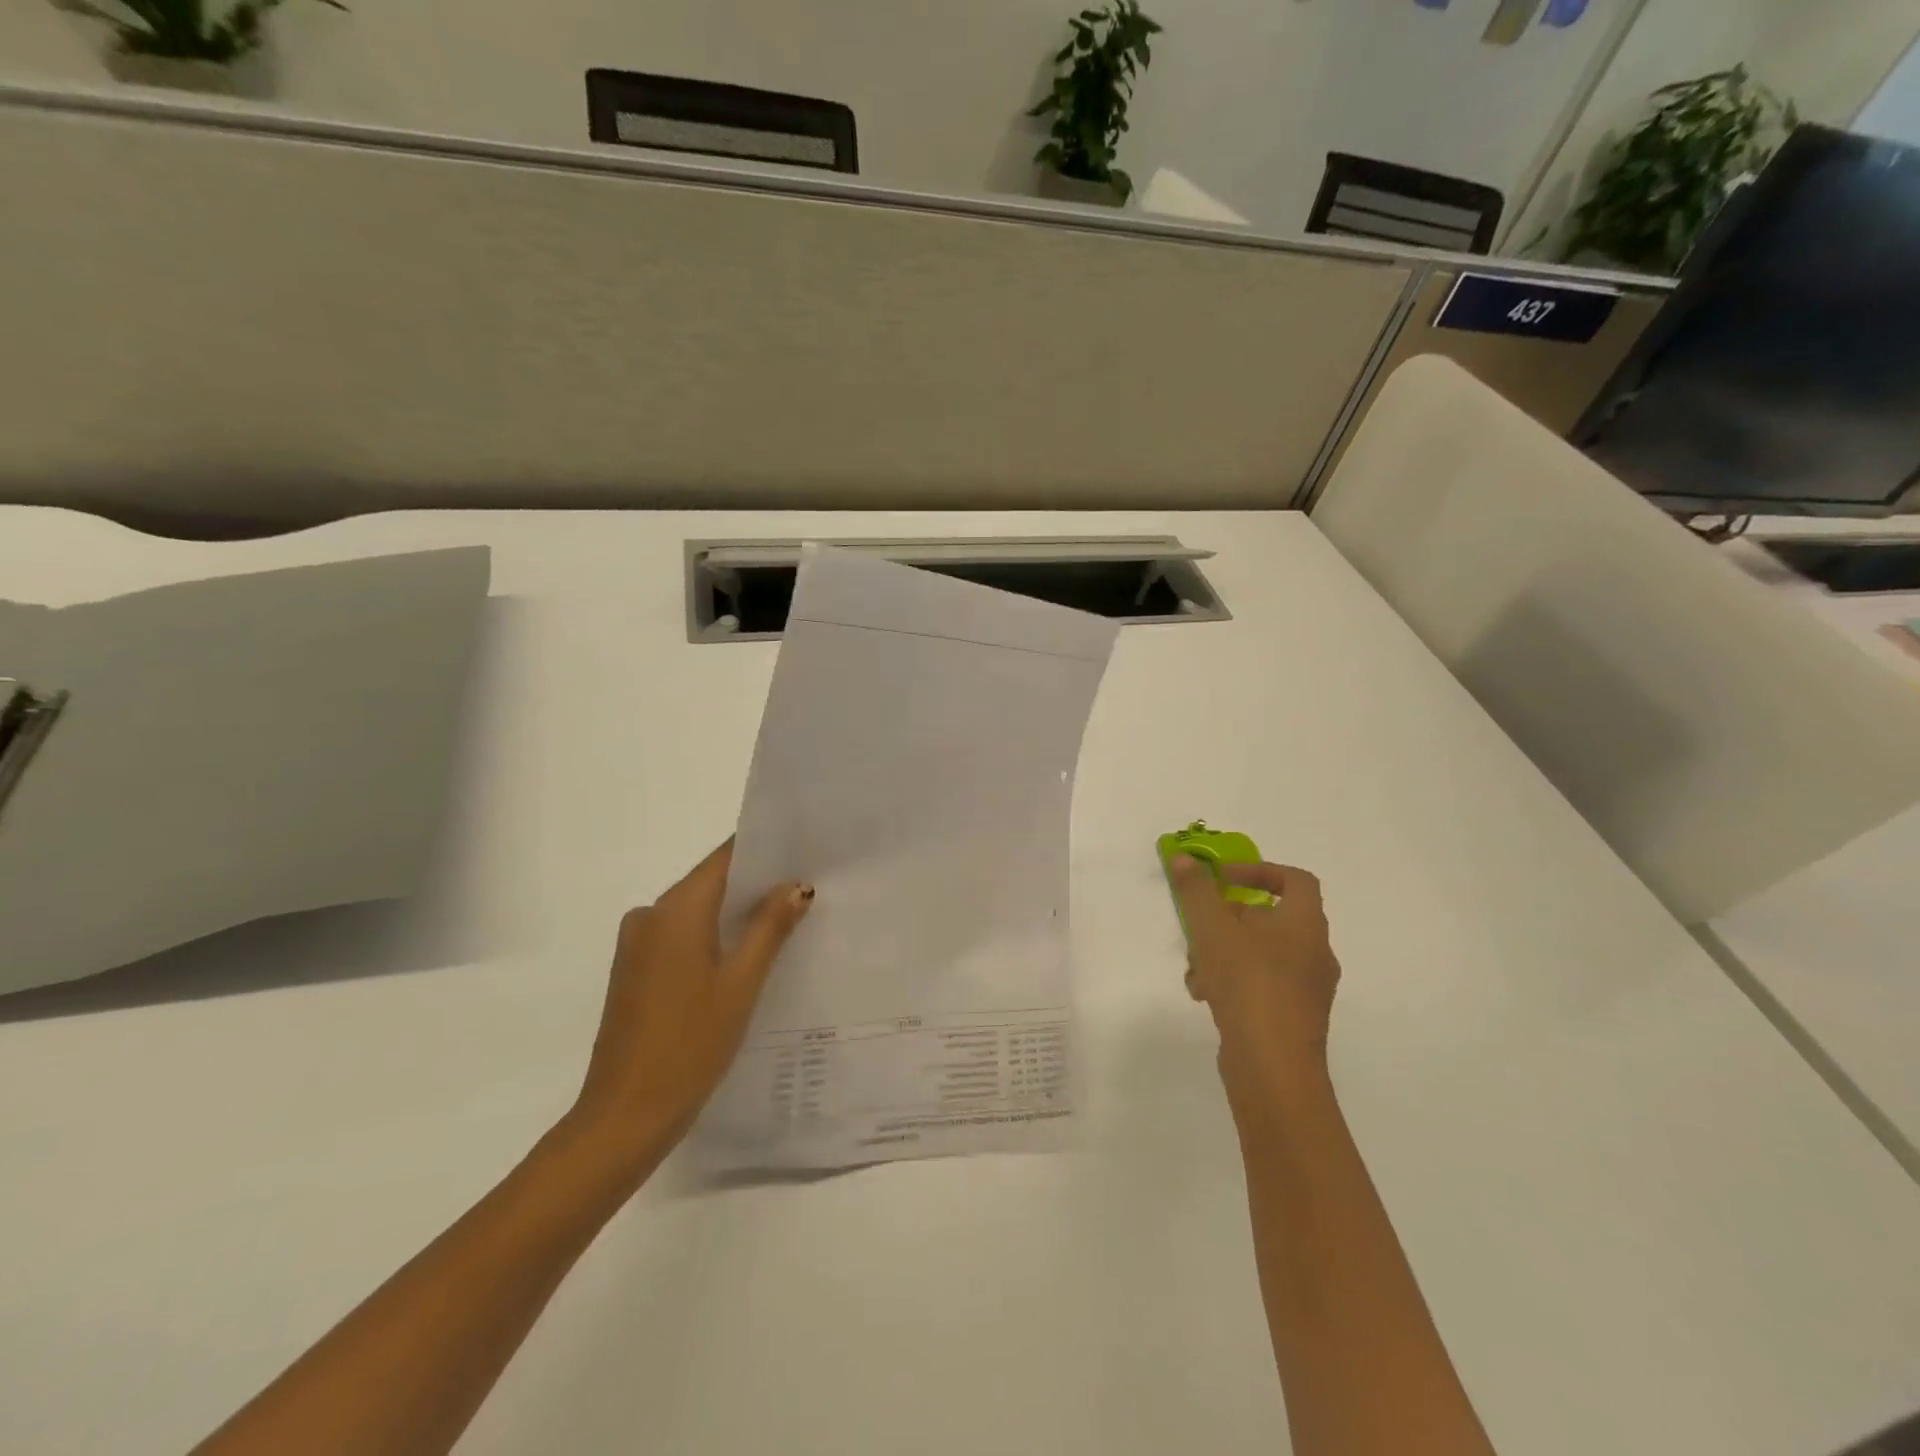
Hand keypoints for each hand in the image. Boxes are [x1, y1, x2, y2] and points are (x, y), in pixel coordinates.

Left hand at [566, 841, 812, 1175]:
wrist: (625, 1115)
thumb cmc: (690, 1043)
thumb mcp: (742, 982)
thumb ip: (769, 927)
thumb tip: (796, 885)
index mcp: (675, 909)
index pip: (724, 858)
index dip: (763, 850)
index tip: (802, 851)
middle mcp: (650, 915)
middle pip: (710, 882)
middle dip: (755, 884)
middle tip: (805, 888)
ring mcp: (637, 944)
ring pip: (696, 911)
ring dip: (734, 913)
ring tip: (786, 922)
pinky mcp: (634, 970)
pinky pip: (680, 936)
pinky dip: (712, 936)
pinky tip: (745, 956)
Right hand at [1170, 856, 1340, 1124]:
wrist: (1272, 1067)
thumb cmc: (1248, 983)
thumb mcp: (1212, 927)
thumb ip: (1196, 890)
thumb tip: (1184, 859)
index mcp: (1306, 925)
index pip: (1295, 880)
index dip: (1258, 871)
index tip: (1222, 880)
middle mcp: (1314, 953)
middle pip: (1270, 919)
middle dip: (1228, 919)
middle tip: (1200, 926)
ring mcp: (1306, 990)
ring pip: (1260, 954)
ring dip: (1223, 952)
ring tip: (1196, 968)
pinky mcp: (1291, 1019)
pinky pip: (1260, 986)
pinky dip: (1232, 982)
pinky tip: (1204, 995)